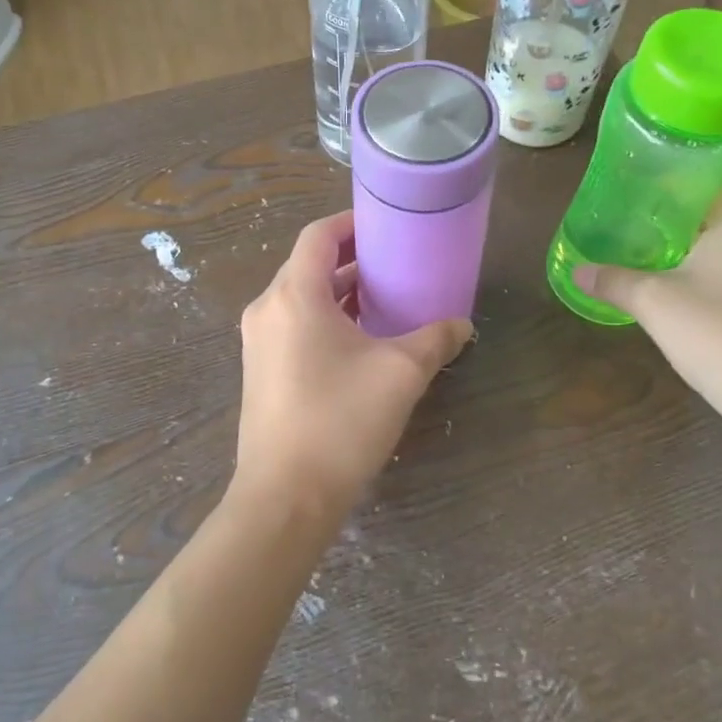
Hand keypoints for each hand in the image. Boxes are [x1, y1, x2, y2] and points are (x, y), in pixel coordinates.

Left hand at [234, 213, 472, 514]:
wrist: (285, 498)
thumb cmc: (341, 421)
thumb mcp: (401, 373)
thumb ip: (436, 340)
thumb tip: (462, 325)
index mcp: (294, 295)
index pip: (319, 236)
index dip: (352, 223)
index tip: (386, 225)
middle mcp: (267, 309)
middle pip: (308, 265)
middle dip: (351, 258)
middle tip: (394, 262)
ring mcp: (258, 342)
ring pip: (301, 298)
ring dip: (339, 291)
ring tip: (383, 298)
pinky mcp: (260, 371)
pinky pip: (293, 326)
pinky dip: (324, 319)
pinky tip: (359, 341)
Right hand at [570, 189, 721, 417]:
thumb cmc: (716, 332)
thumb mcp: (652, 302)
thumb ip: (613, 280)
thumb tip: (577, 271)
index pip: (714, 180)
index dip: (678, 177)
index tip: (642, 181)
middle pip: (718, 212)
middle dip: (678, 213)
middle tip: (634, 213)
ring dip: (692, 244)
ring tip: (648, 246)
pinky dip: (707, 269)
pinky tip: (677, 284)